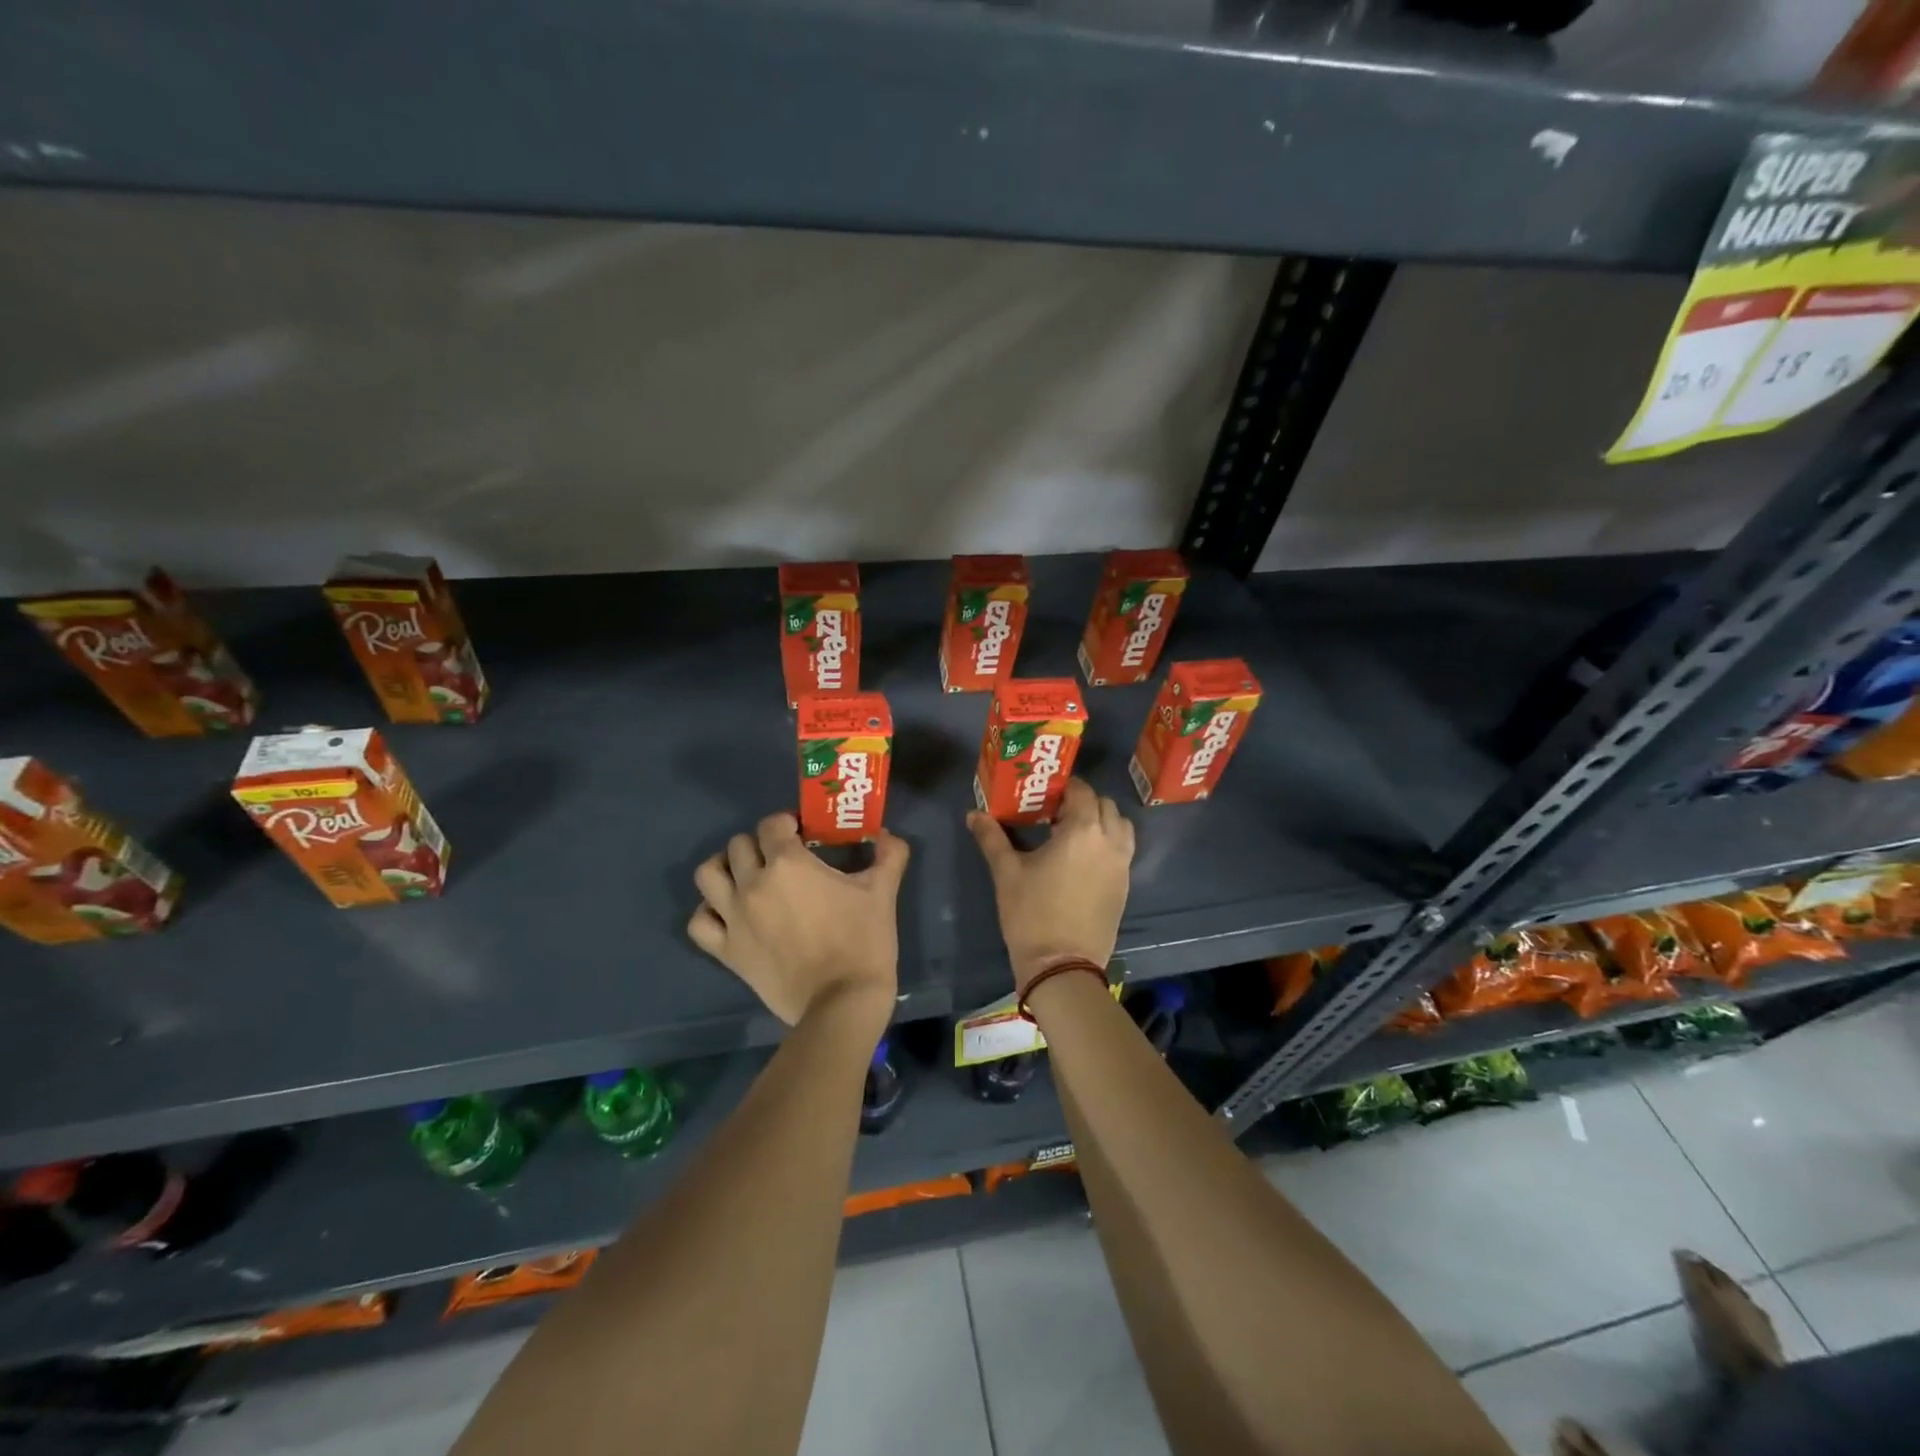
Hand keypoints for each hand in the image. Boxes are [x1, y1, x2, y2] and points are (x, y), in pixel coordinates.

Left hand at [688, 813, 907, 1027]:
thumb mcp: (883, 892)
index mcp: (788, 863)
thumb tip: (888, 834)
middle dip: (760, 844)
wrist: (842, 1002)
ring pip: (708, 874)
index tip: (803, 835)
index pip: (771, 824)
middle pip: (739, 844)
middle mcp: (753, 884)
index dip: (786, 824)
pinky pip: (699, 922)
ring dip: (725, 868)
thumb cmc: (863, 941)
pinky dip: (709, 912)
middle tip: (781, 858)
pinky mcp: (726, 951)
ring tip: (745, 876)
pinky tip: (729, 913)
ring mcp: (734, 918)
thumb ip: (890, 855)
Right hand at [967, 778, 1133, 992]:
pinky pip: (1123, 850)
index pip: (1082, 791)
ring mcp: (1122, 865)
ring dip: (1101, 821)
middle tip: (1055, 814)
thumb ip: (992, 837)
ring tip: (1072, 834)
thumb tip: (973, 813)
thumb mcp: (1007, 873)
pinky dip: (1108, 843)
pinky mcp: (1125, 886)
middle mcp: (1109, 841)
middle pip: (1105, 805)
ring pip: (1120, 826)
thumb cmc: (1031, 914)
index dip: (1064, 788)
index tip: (1043, 795)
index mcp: (1082, 831)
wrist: (1062, 966)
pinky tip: (1082, 859)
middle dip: (1083, 802)